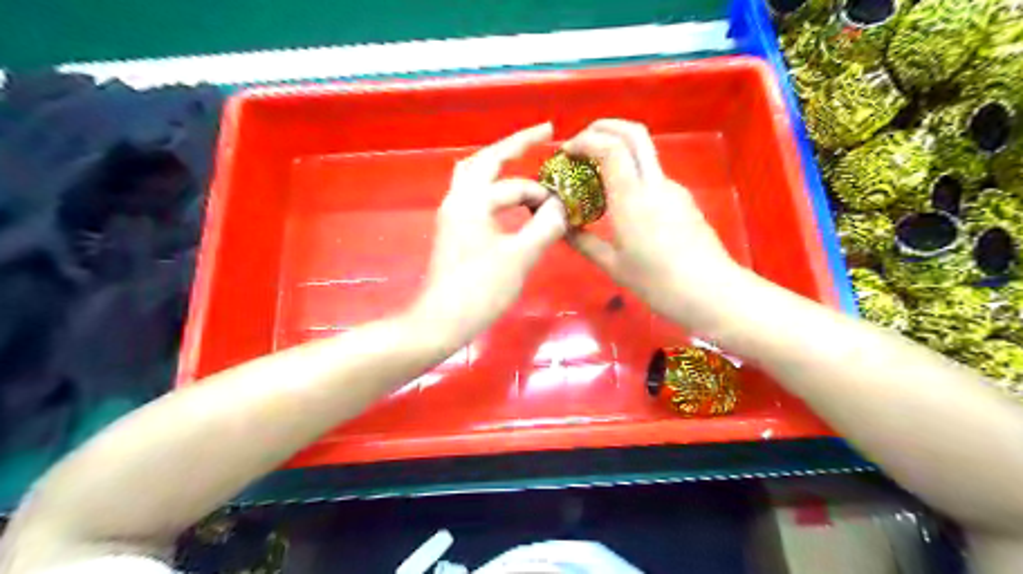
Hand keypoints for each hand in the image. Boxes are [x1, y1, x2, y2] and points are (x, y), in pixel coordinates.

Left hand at [410, 123, 566, 345]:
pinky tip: (512, 203)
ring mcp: (452, 216)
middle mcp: (458, 200)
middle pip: (485, 161)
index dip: (543, 188)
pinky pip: (476, 199)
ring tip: (527, 164)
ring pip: (476, 178)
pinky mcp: (454, 232)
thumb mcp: (520, 257)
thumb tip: (562, 207)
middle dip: (513, 147)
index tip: (566, 181)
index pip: (514, 183)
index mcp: (472, 201)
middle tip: (540, 136)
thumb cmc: (480, 289)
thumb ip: (545, 227)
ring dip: (501, 169)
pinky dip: (496, 193)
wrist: (441, 321)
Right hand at [563, 119, 738, 330]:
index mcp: (632, 198)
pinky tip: (621, 200)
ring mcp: (673, 189)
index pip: (610, 148)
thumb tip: (562, 229)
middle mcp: (654, 184)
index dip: (585, 141)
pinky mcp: (683, 200)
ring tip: (596, 174)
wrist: (710, 292)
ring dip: (618, 150)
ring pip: (644, 153)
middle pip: (633, 133)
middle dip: (604, 127)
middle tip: (581, 141)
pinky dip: (631, 173)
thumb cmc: (657, 282)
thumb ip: (584, 243)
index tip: (566, 152)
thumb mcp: (613, 266)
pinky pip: (652, 176)